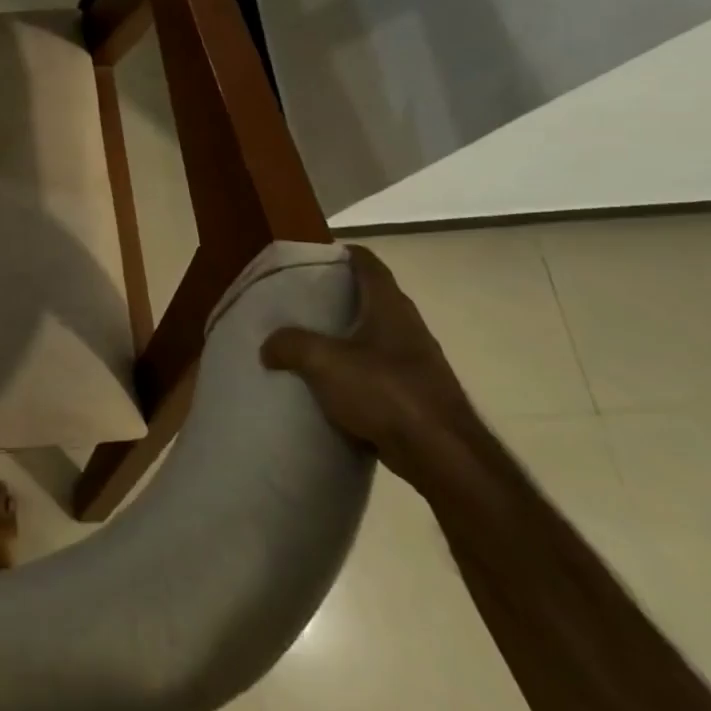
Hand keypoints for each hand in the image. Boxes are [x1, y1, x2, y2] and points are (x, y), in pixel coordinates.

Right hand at [261, 245, 477, 483]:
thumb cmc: (384, 392)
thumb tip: (268, 345)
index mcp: (389, 307)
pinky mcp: (419, 395)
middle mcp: (408, 327)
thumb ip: (290, 345)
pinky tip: (334, 385)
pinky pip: (381, 371)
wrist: (442, 456)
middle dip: (341, 297)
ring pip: (377, 337)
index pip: (368, 264)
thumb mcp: (323, 362)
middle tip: (304, 301)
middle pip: (373, 299)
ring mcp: (418, 362)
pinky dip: (358, 371)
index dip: (344, 254)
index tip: (316, 258)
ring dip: (349, 336)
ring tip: (313, 342)